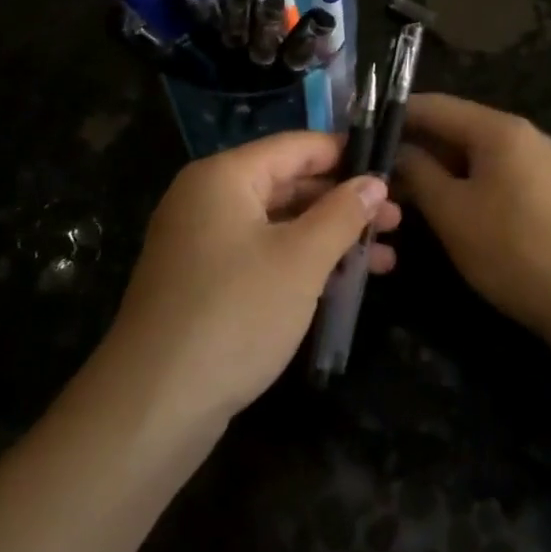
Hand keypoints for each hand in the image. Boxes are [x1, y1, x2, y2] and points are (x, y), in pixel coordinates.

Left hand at [103, 132, 400, 426]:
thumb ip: (342, 214)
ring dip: (330, 237)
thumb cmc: (235, 314)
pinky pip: (262, 255)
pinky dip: (301, 262)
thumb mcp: (301, 260)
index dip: (346, 155)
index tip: (391, 169)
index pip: (297, 146)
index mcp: (224, 177)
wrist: (154, 405)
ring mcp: (202, 242)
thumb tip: (374, 181)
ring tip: (385, 257)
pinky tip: (344, 283)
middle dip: (344, 202)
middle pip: (288, 184)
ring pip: (279, 224)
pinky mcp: (203, 282)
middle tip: (395, 220)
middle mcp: (208, 198)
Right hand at [396, 94, 550, 338]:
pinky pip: (497, 171)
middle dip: (417, 145)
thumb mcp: (451, 211)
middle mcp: (524, 134)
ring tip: (404, 189)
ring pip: (477, 152)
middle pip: (458, 127)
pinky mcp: (549, 188)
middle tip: (378, 168)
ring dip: (440, 166)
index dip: (397, 115)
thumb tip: (398, 151)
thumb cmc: (511, 249)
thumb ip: (418, 172)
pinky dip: (467, 181)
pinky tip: (446, 204)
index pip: (436, 105)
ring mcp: (541, 161)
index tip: (364, 129)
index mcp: (500, 128)